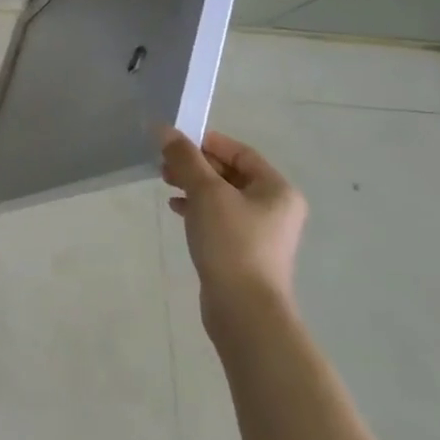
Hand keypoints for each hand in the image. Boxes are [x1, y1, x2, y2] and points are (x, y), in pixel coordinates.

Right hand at [160, 127, 306, 338]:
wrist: (244, 309)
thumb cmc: (231, 242)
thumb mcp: (206, 193)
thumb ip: (185, 158)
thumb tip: (164, 129)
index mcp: (276, 189)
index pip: (239, 152)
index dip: (206, 142)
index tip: (173, 142)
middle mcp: (274, 207)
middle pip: (230, 172)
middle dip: (195, 164)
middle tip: (164, 164)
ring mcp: (260, 231)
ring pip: (221, 195)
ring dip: (193, 185)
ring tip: (166, 183)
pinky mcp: (243, 250)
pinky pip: (219, 217)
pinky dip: (197, 207)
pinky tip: (176, 209)